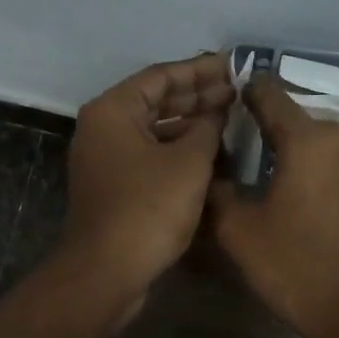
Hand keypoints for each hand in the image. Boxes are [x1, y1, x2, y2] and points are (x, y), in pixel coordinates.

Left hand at [59, 53, 233, 300]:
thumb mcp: (189, 163)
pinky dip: (176, 150)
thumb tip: (217, 110)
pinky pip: (148, 155)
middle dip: (196, 96)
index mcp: (112, 110)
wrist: (106, 271)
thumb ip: (208, 127)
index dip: (200, 70)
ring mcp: (104, 159)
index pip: (161, 76)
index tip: (234, 66)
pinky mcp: (112, 187)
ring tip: (229, 119)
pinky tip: (208, 153)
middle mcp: (102, 128)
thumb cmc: (148, 208)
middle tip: (236, 93)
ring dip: (188, 124)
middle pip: (154, 101)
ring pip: (152, 130)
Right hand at [208, 72, 338, 337]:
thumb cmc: (297, 265)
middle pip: (282, 114)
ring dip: (270, 148)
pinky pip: (317, 160)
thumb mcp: (238, 230)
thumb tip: (202, 170)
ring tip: (233, 167)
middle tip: (212, 144)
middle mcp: (335, 137)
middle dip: (248, 123)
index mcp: (306, 136)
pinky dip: (291, 165)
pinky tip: (267, 188)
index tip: (205, 103)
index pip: (265, 91)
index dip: (234, 91)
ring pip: (300, 139)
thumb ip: (214, 190)